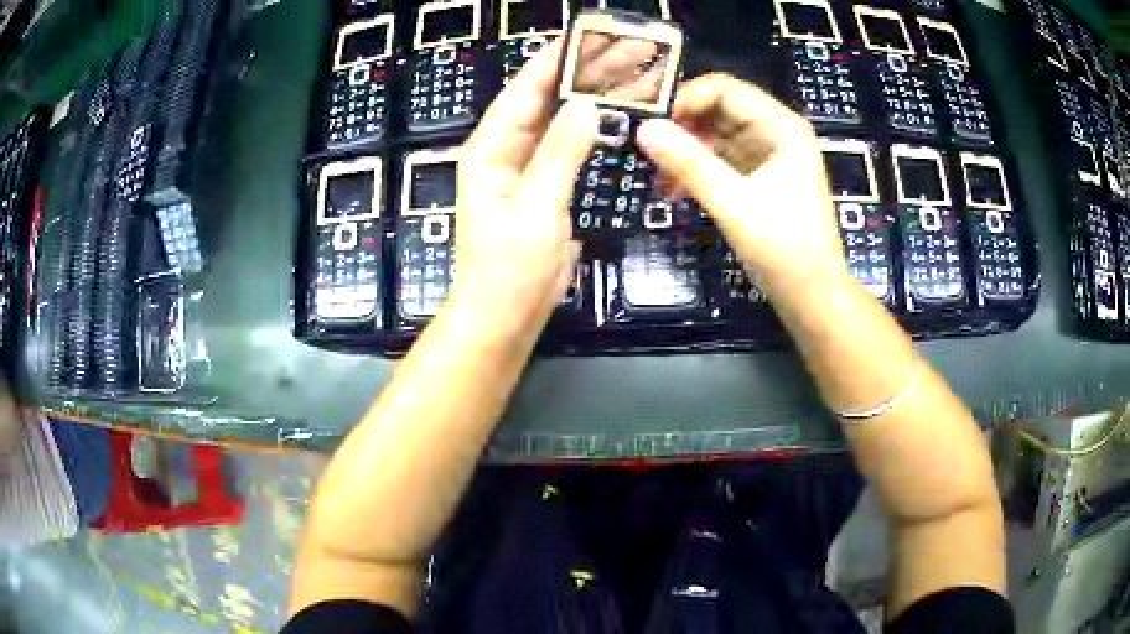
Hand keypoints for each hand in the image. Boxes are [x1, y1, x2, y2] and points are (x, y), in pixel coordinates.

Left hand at [446, 42, 598, 345]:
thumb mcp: (536, 209)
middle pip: (544, 100)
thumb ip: (559, 154)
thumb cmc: (509, 268)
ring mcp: (525, 170)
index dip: (554, 59)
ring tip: (627, 76)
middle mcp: (504, 152)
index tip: (587, 35)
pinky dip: (589, 130)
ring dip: (589, 99)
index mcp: (490, 149)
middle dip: (581, 75)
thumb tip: (586, 105)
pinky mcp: (543, 189)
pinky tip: (612, 116)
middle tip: (624, 52)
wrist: (503, 318)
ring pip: (558, 122)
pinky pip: (566, 147)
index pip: (524, 90)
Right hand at [637, 74, 849, 300]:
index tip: (650, 123)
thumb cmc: (785, 250)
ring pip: (715, 136)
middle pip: (718, 110)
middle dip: (681, 127)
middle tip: (644, 149)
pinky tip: (673, 190)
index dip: (685, 99)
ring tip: (656, 177)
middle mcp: (775, 132)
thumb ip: (689, 164)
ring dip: (685, 151)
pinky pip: (720, 160)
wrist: (814, 298)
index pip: (724, 89)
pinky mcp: (759, 178)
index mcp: (781, 126)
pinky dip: (697, 170)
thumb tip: (643, 129)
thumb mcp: (734, 204)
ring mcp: (767, 155)